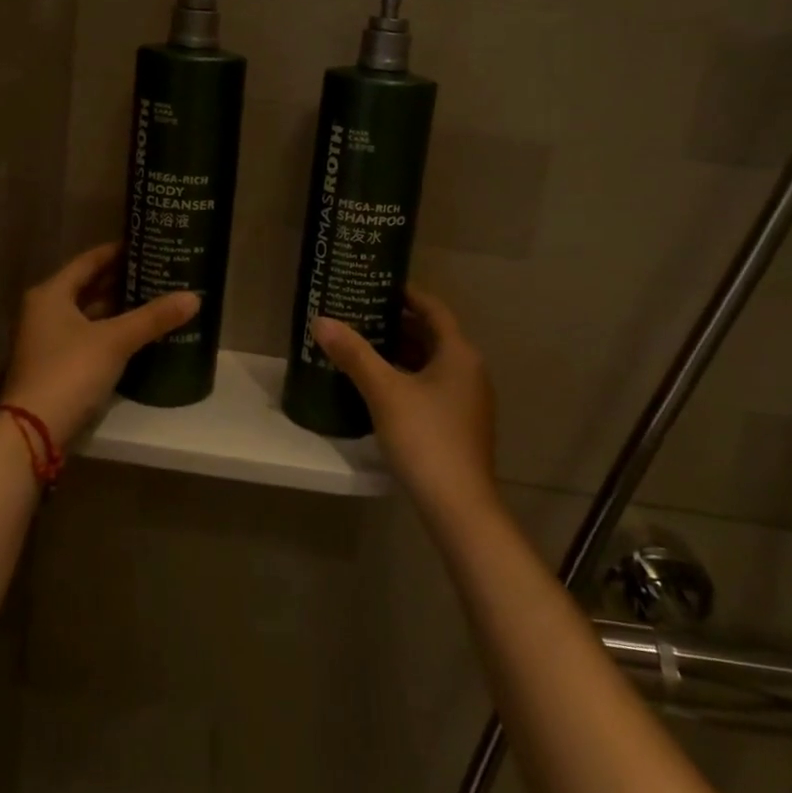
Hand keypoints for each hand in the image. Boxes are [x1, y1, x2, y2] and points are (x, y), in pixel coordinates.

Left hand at [0, 243, 198, 446]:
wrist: (33, 431)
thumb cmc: (69, 371)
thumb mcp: (115, 340)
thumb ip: (153, 317)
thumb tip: (194, 297)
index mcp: (51, 294)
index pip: (88, 261)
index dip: (117, 252)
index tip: (147, 245)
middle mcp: (44, 311)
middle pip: (88, 287)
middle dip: (122, 281)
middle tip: (158, 271)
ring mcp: (48, 341)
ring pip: (89, 315)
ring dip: (118, 308)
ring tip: (155, 299)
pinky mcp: (56, 366)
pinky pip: (89, 337)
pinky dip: (111, 332)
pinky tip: (138, 334)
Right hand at [313, 286, 499, 527]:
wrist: (459, 506)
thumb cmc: (425, 438)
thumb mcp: (384, 392)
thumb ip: (354, 354)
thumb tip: (322, 320)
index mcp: (459, 354)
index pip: (433, 309)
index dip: (407, 294)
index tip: (376, 286)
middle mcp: (469, 371)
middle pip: (432, 336)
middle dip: (397, 324)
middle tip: (360, 315)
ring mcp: (468, 401)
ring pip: (431, 364)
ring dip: (400, 353)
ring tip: (362, 347)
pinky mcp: (460, 425)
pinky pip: (432, 387)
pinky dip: (407, 378)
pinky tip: (379, 388)